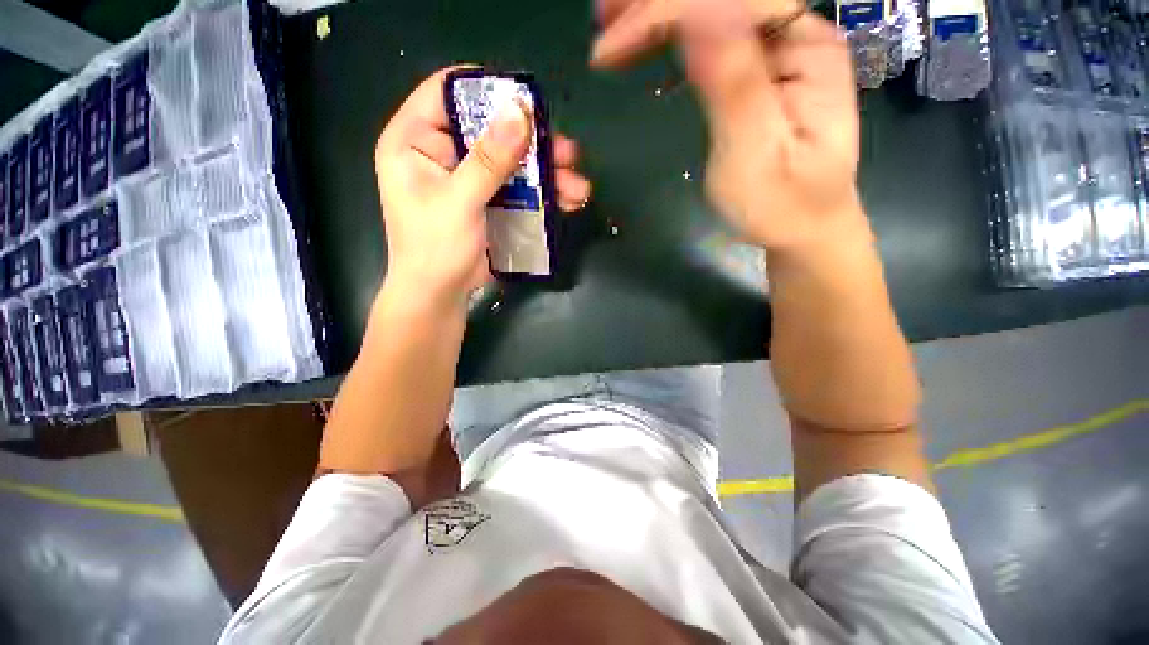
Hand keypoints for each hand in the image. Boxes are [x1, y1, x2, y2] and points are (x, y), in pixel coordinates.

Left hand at [374, 67, 591, 305]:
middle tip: (567, 152)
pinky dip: (542, 193)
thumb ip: (489, 160)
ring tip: (577, 186)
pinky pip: (517, 187)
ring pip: (511, 161)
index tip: (527, 97)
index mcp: (415, 140)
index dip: (486, 87)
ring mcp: (469, 178)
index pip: (446, 91)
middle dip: (533, 141)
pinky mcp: (488, 201)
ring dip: (547, 173)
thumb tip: (520, 113)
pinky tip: (568, 201)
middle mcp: (442, 152)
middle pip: (491, 129)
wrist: (441, 294)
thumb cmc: (435, 248)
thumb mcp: (460, 201)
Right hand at [592, 0, 863, 252]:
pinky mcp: (761, 74)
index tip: (608, 47)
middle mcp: (795, 37)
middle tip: (602, 18)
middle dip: (657, 5)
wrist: (802, 229)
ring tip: (614, 24)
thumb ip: (733, 84)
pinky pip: (714, 38)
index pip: (727, 3)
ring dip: (662, 13)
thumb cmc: (780, 205)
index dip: (662, 13)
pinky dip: (675, 34)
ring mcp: (779, 54)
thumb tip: (698, 14)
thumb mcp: (754, 154)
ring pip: (716, 12)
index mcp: (805, 49)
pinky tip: (648, 43)